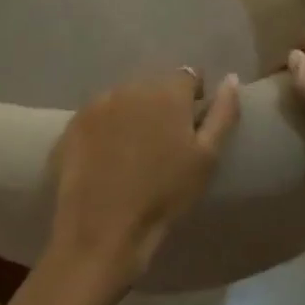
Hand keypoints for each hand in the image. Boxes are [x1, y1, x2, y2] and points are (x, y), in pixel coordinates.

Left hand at [9, 70, 240, 304]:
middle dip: (162, 105)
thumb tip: (231, 78)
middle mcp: (130, 87)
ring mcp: (98, 103)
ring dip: (133, 114)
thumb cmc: (164, 195)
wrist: (103, 228)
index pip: (188, 76)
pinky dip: (106, 128)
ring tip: (135, 152)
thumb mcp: (206, 158)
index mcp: (166, 92)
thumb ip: (223, 113)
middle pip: (153, 86)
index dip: (193, 98)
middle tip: (164, 143)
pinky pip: (99, 116)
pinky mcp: (74, 123)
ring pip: (124, 99)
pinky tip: (108, 158)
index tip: (192, 125)